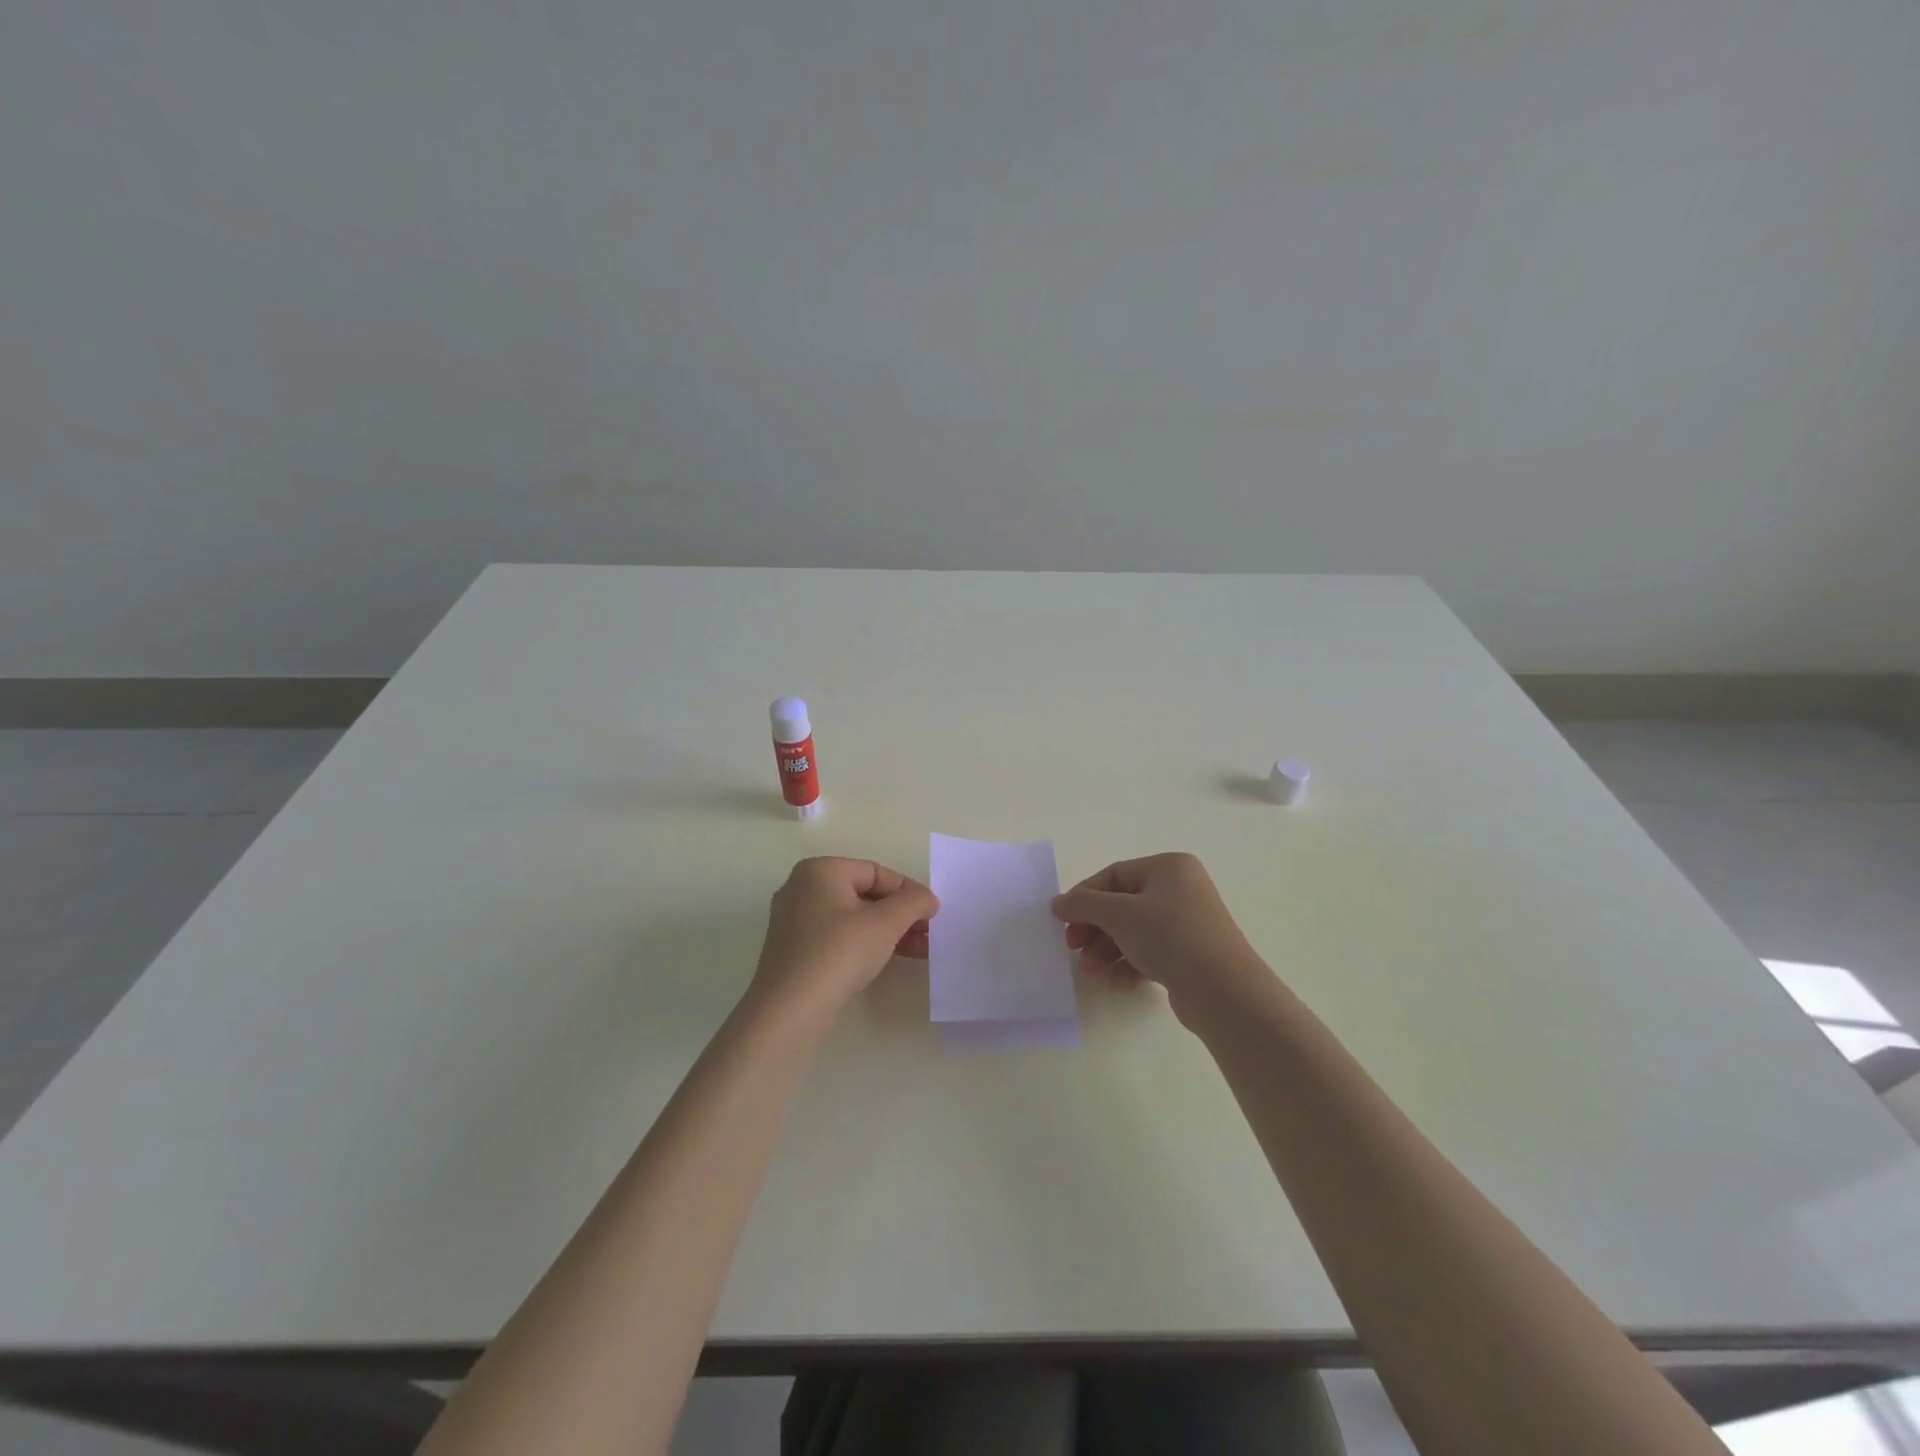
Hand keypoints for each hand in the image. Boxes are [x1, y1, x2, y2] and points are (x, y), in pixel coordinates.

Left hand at [747, 857, 937, 1025]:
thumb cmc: (839, 953)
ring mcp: (794, 922)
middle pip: (864, 894)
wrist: (789, 1012)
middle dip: (900, 914)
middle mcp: (802, 889)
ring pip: (852, 918)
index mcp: (819, 871)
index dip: (908, 891)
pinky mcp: (794, 951)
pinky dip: (865, 944)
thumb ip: (913, 902)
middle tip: (928, 933)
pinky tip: (888, 960)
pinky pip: (838, 937)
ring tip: (919, 951)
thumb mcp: (885, 923)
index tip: (932, 914)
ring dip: (888, 931)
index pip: (875, 872)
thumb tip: (928, 898)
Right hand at [1052, 853, 1267, 1021]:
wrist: (1224, 991)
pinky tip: (1115, 982)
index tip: (1061, 919)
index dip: (1084, 896)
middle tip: (1073, 947)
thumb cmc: (1170, 936)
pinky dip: (1129, 964)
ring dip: (1107, 949)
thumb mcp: (1120, 914)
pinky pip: (1150, 953)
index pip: (1114, 874)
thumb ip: (1084, 905)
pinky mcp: (1191, 955)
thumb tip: (1058, 903)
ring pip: (1134, 931)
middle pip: (1123, 904)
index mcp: (1169, 867)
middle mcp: (1181, 889)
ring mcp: (1188, 923)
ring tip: (1091, 971)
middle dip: (1095, 928)